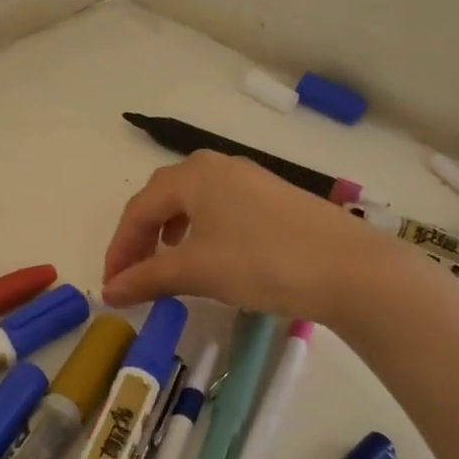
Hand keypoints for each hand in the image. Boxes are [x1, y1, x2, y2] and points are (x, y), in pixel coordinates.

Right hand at [102, 151, 398, 324]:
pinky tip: (213, 256)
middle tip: (134, 273)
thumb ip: (147, 278)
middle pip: (164, 197)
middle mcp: (219, 167)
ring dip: (172, 232)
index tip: (112, 286)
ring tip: (169, 264)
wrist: (349, 268)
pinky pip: (223, 208)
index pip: (139, 209)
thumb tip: (109, 292)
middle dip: (142, 236)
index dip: (119, 248)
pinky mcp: (275, 198)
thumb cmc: (261, 262)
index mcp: (194, 175)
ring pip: (195, 201)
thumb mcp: (197, 271)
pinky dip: (203, 231)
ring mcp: (251, 179)